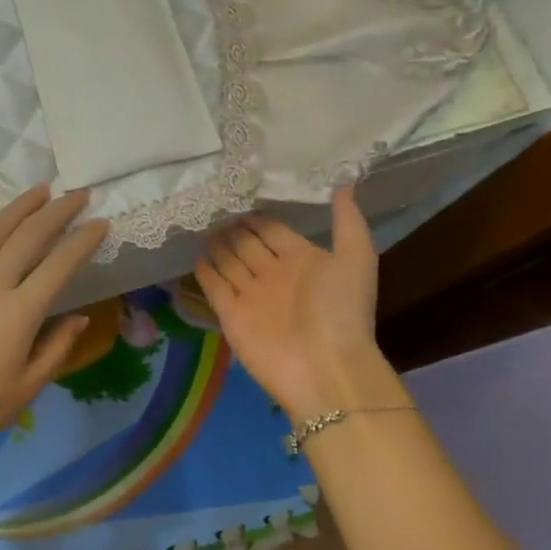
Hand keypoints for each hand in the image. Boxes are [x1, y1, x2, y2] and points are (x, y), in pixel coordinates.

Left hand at [0, 186, 108, 471]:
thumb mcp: (26, 388)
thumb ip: (57, 347)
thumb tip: (78, 316)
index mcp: (19, 312)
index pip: (60, 264)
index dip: (84, 241)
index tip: (101, 223)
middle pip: (29, 235)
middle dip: (58, 211)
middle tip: (79, 194)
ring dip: (20, 206)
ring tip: (42, 189)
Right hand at [196, 187, 389, 421]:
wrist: (324, 367)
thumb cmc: (340, 310)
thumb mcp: (356, 258)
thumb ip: (347, 221)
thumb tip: (344, 182)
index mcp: (303, 260)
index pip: (274, 231)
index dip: (259, 216)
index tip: (240, 195)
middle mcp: (274, 275)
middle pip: (248, 245)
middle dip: (233, 228)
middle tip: (212, 206)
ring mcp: (251, 295)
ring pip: (230, 263)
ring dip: (217, 246)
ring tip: (200, 225)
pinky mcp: (231, 314)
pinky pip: (215, 288)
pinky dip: (205, 273)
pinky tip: (195, 256)